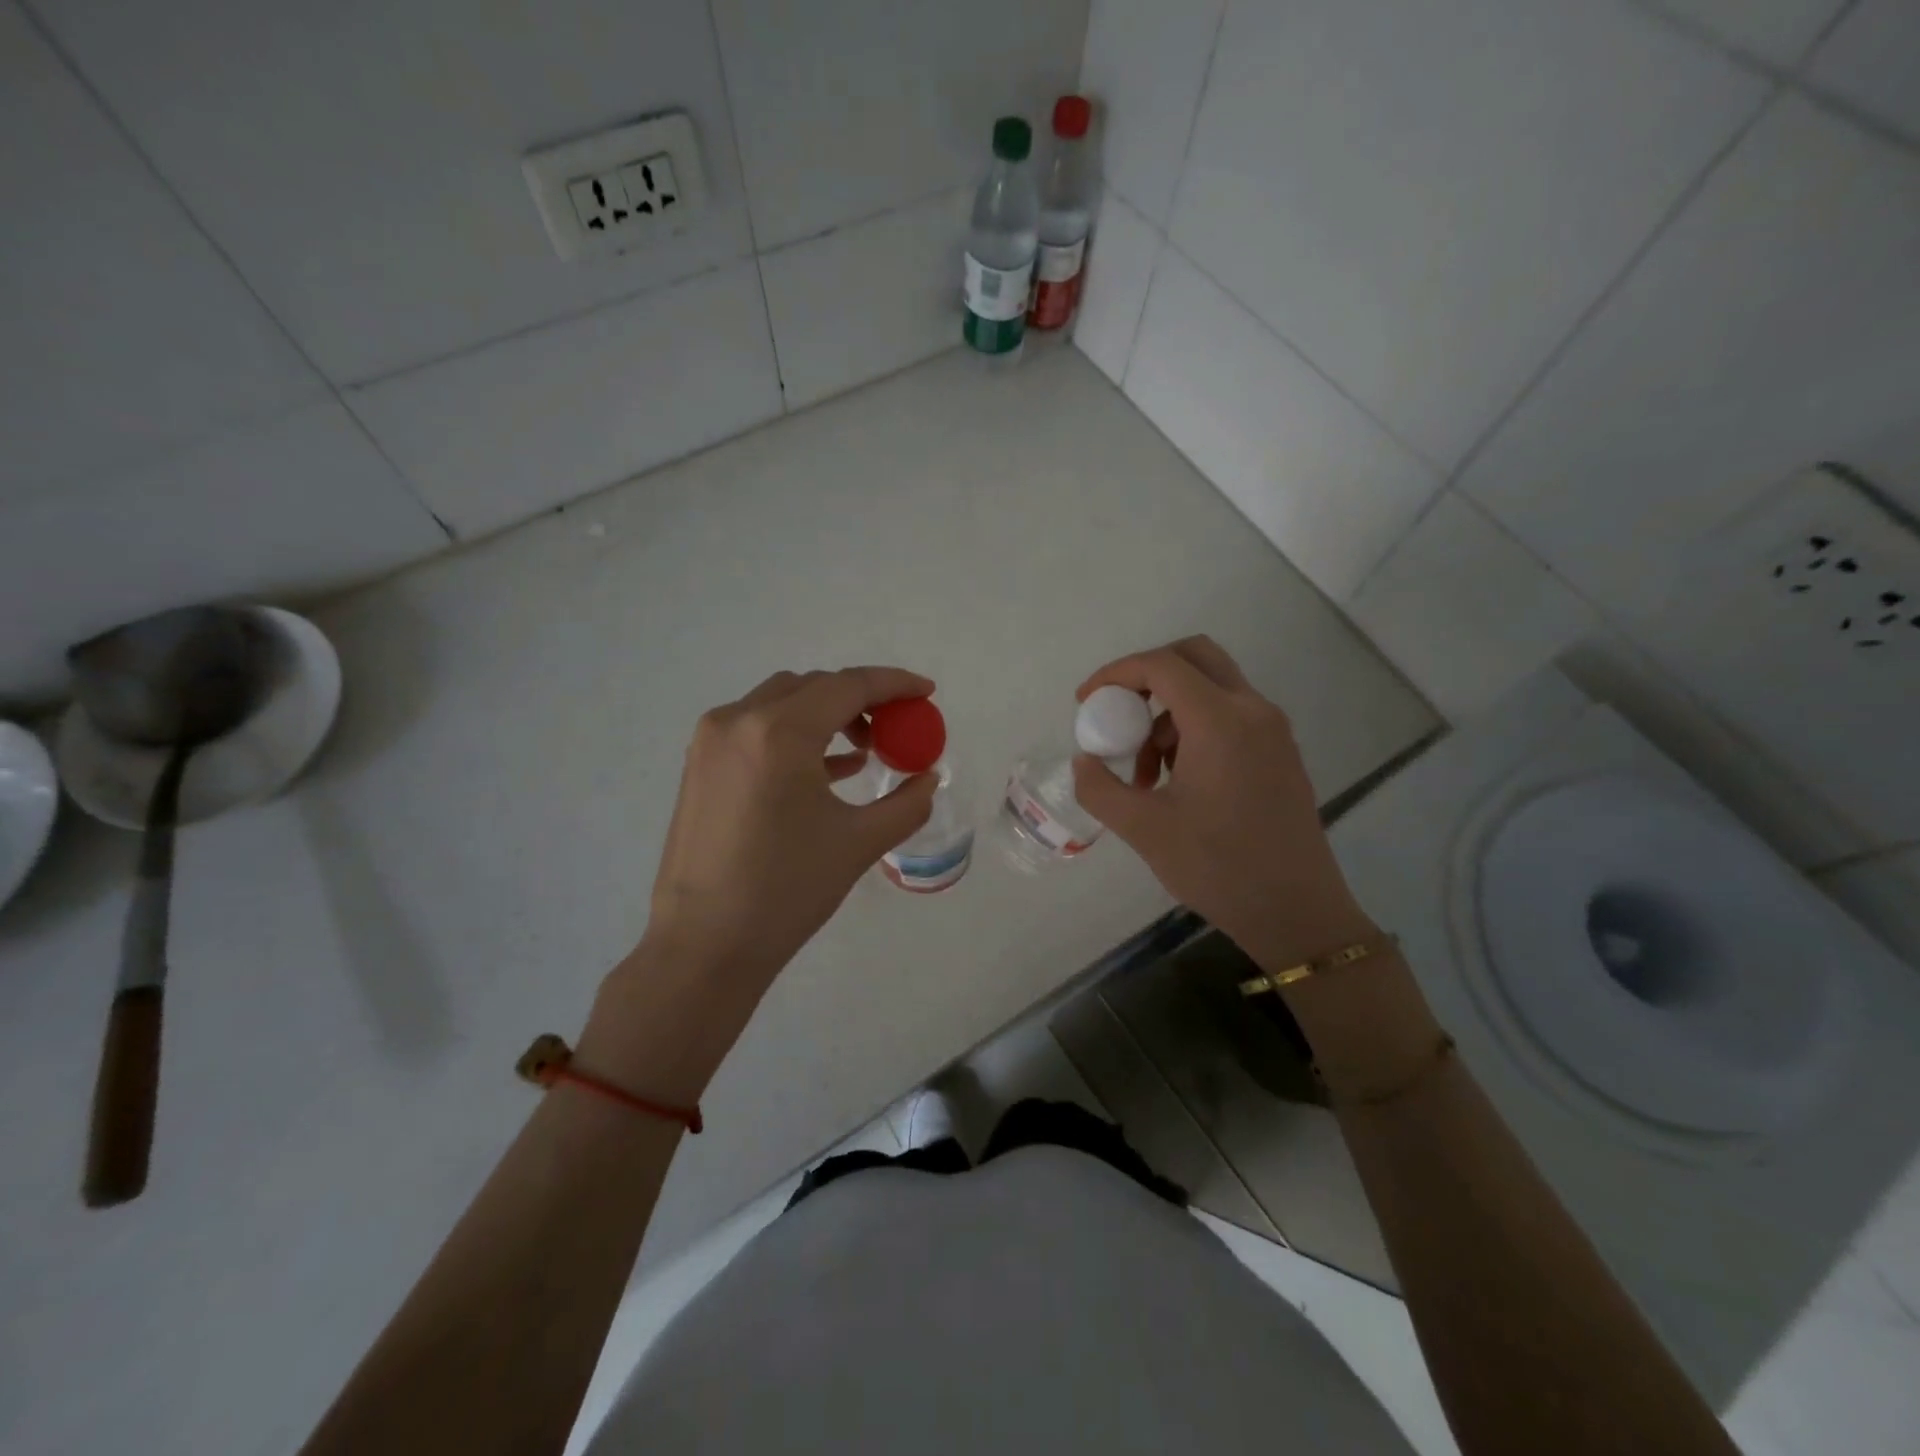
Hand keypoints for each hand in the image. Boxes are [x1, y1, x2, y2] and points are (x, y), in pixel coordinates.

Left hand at [646, 666, 938, 982]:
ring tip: (864, 751)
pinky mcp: (699, 765)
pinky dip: (796, 735)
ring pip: (781, 702)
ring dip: (827, 715)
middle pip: (813, 687)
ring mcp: (711, 741)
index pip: (848, 686)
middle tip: (896, 729)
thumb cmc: (786, 891)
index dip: (894, 684)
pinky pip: (756, 729)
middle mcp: (738, 720)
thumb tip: (928, 778)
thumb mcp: (859, 843)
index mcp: (779, 732)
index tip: (927, 692)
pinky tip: (827, 770)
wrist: (704, 946)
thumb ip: (905, 803)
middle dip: (860, 700)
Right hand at [1072, 637, 1376, 971]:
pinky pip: (1230, 716)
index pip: (1161, 665)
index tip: (1085, 701)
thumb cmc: (1217, 867)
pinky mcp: (1280, 752)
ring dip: (1168, 713)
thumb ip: (1100, 788)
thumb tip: (1083, 761)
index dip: (1115, 673)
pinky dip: (1194, 728)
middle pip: (1194, 657)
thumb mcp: (1143, 829)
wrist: (1296, 911)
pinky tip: (1177, 781)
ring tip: (1144, 773)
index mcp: (1220, 721)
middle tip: (1118, 712)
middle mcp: (1253, 711)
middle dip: (1146, 675)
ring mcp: (1273, 731)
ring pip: (1211, 688)